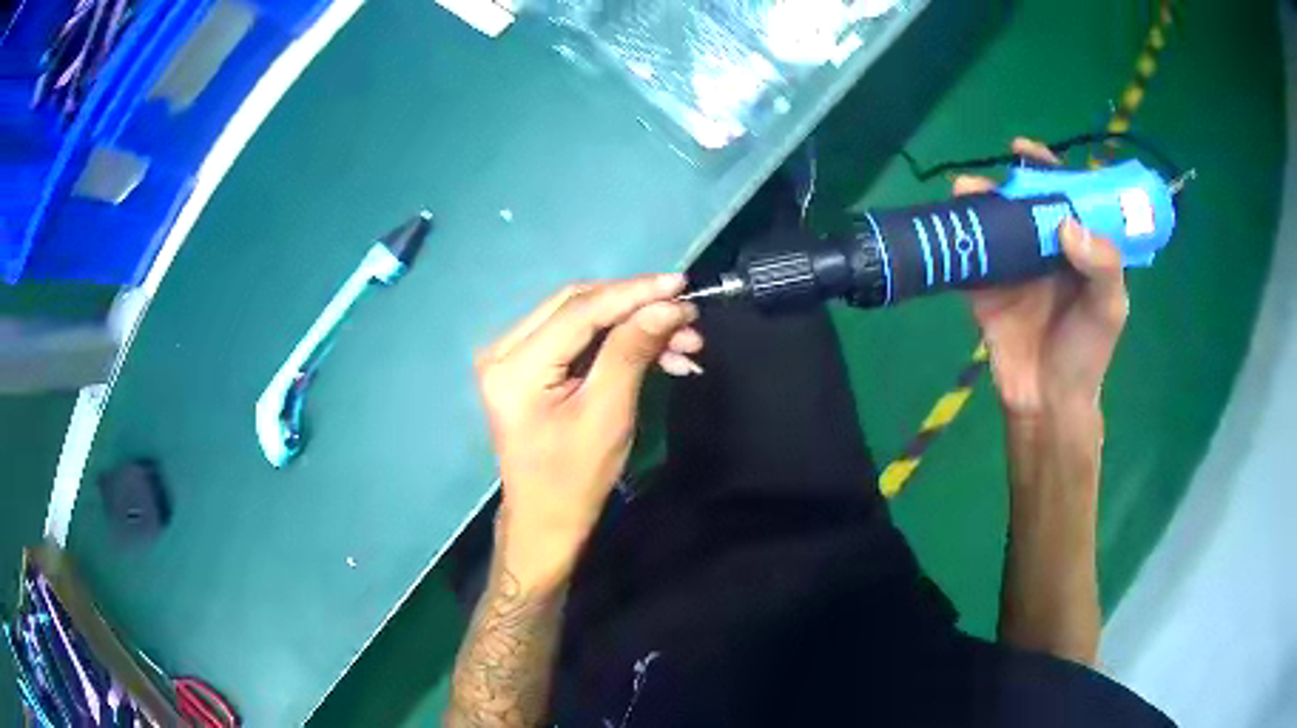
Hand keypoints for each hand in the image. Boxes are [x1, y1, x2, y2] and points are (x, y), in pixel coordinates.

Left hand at [475, 274, 702, 585]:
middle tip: (687, 318)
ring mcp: (512, 356)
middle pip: (578, 304)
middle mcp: (504, 349)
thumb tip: (668, 306)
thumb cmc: (574, 478)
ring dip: (634, 326)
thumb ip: (632, 351)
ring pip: (582, 318)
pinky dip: (618, 342)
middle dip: (637, 307)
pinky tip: (660, 355)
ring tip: (685, 344)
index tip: (681, 285)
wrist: (546, 520)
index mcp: (515, 366)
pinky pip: (578, 338)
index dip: (633, 293)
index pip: (579, 310)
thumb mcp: (608, 414)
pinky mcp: (527, 365)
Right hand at [957, 138, 1129, 417]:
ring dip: (975, 203)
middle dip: (1004, 182)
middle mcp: (1043, 249)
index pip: (1063, 196)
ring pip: (992, 222)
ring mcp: (1011, 266)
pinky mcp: (983, 288)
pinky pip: (968, 255)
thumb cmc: (1086, 355)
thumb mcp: (1109, 309)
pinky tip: (947, 225)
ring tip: (965, 194)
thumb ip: (1103, 265)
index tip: (1026, 152)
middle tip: (991, 178)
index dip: (1046, 168)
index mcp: (1077, 247)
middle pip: (1022, 202)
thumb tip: (1065, 223)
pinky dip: (955, 237)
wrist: (1046, 402)